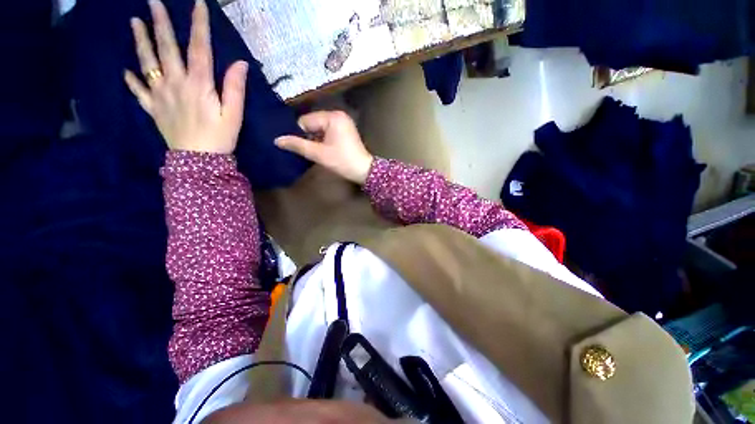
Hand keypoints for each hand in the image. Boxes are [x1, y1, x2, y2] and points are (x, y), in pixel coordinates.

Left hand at [124, 0, 246, 153]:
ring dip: (140, 41)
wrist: (199, 162)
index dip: (198, 25)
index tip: (197, 4)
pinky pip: (138, 91)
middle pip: (166, 48)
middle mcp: (175, 83)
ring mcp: (160, 95)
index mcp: (198, 84)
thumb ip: (235, 88)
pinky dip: (131, 80)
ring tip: (134, 22)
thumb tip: (240, 63)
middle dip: (160, 22)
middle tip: (152, 2)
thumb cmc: (220, 138)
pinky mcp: (153, 108)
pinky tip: (126, 71)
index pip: (199, 48)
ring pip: (147, 63)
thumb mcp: (234, 115)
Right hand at [275, 111, 373, 184]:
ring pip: (319, 129)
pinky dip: (323, 140)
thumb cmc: (342, 161)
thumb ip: (298, 145)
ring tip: (317, 152)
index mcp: (332, 117)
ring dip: (316, 140)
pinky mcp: (345, 131)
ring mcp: (343, 123)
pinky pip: (328, 132)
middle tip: (309, 151)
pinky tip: (324, 151)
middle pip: (313, 124)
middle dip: (309, 137)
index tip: (299, 147)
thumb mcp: (319, 154)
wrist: (363, 171)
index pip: (305, 121)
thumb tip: (277, 140)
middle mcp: (338, 115)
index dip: (300, 134)